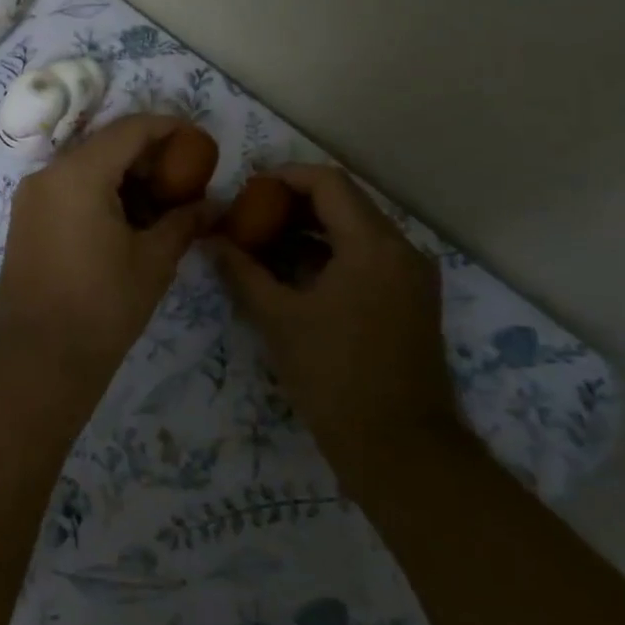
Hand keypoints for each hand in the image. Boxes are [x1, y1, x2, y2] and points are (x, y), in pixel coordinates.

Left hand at [0, 114, 213, 378]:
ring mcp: (31, 196)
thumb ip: (184, 222)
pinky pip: (69, 189)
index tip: (199, 141)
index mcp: (78, 174)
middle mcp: (48, 174)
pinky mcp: (26, 219)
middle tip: (186, 179)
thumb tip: (213, 205)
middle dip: (148, 156)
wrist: (37, 360)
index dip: (169, 128)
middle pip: (106, 145)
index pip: (130, 129)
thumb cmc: (102, 307)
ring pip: (86, 167)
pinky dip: (101, 193)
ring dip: (125, 176)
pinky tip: (130, 220)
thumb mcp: (153, 261)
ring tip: (163, 204)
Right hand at [211, 164, 452, 448]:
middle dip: (294, 204)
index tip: (248, 188)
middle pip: (344, 203)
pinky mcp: (411, 300)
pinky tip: (294, 273)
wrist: (400, 448)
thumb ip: (243, 272)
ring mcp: (411, 276)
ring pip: (356, 231)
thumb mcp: (279, 319)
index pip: (328, 183)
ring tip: (264, 243)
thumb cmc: (334, 376)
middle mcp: (401, 249)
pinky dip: (331, 255)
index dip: (285, 177)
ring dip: (311, 230)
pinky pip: (368, 258)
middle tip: (250, 215)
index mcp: (373, 245)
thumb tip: (213, 240)